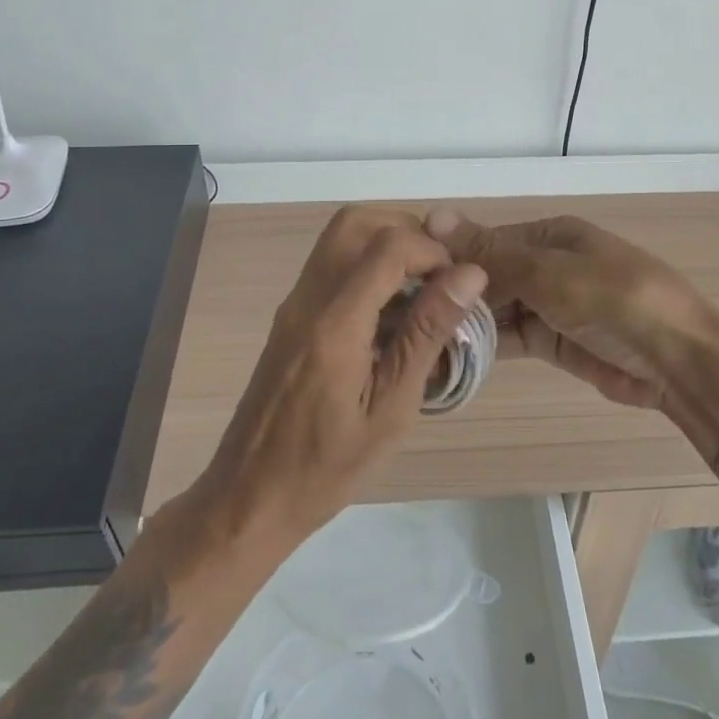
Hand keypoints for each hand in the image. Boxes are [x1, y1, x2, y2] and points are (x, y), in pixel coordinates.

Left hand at [194, 207, 486, 548]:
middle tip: (436, 276)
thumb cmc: (327, 467)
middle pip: (355, 222)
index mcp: (335, 323)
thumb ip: (426, 334)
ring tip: (419, 294)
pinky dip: (366, 266)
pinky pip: (330, 264)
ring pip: (340, 237)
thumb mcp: (391, 409)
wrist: (249, 496)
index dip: (432, 251)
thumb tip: (469, 275)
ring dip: (385, 246)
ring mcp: (294, 303)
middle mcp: (308, 298)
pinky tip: (388, 315)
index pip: (387, 245)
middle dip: (406, 232)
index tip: (457, 286)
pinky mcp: (290, 315)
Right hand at [425, 209, 717, 411]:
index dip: (450, 258)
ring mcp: (551, 305)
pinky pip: (511, 338)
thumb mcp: (550, 273)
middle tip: (405, 317)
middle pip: (489, 275)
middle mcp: (547, 265)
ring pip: (496, 308)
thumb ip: (491, 252)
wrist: (680, 361)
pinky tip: (451, 355)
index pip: (487, 241)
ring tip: (420, 338)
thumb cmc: (616, 300)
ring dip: (466, 322)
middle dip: (455, 293)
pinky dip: (486, 346)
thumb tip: (432, 214)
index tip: (406, 280)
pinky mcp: (554, 341)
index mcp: (550, 235)